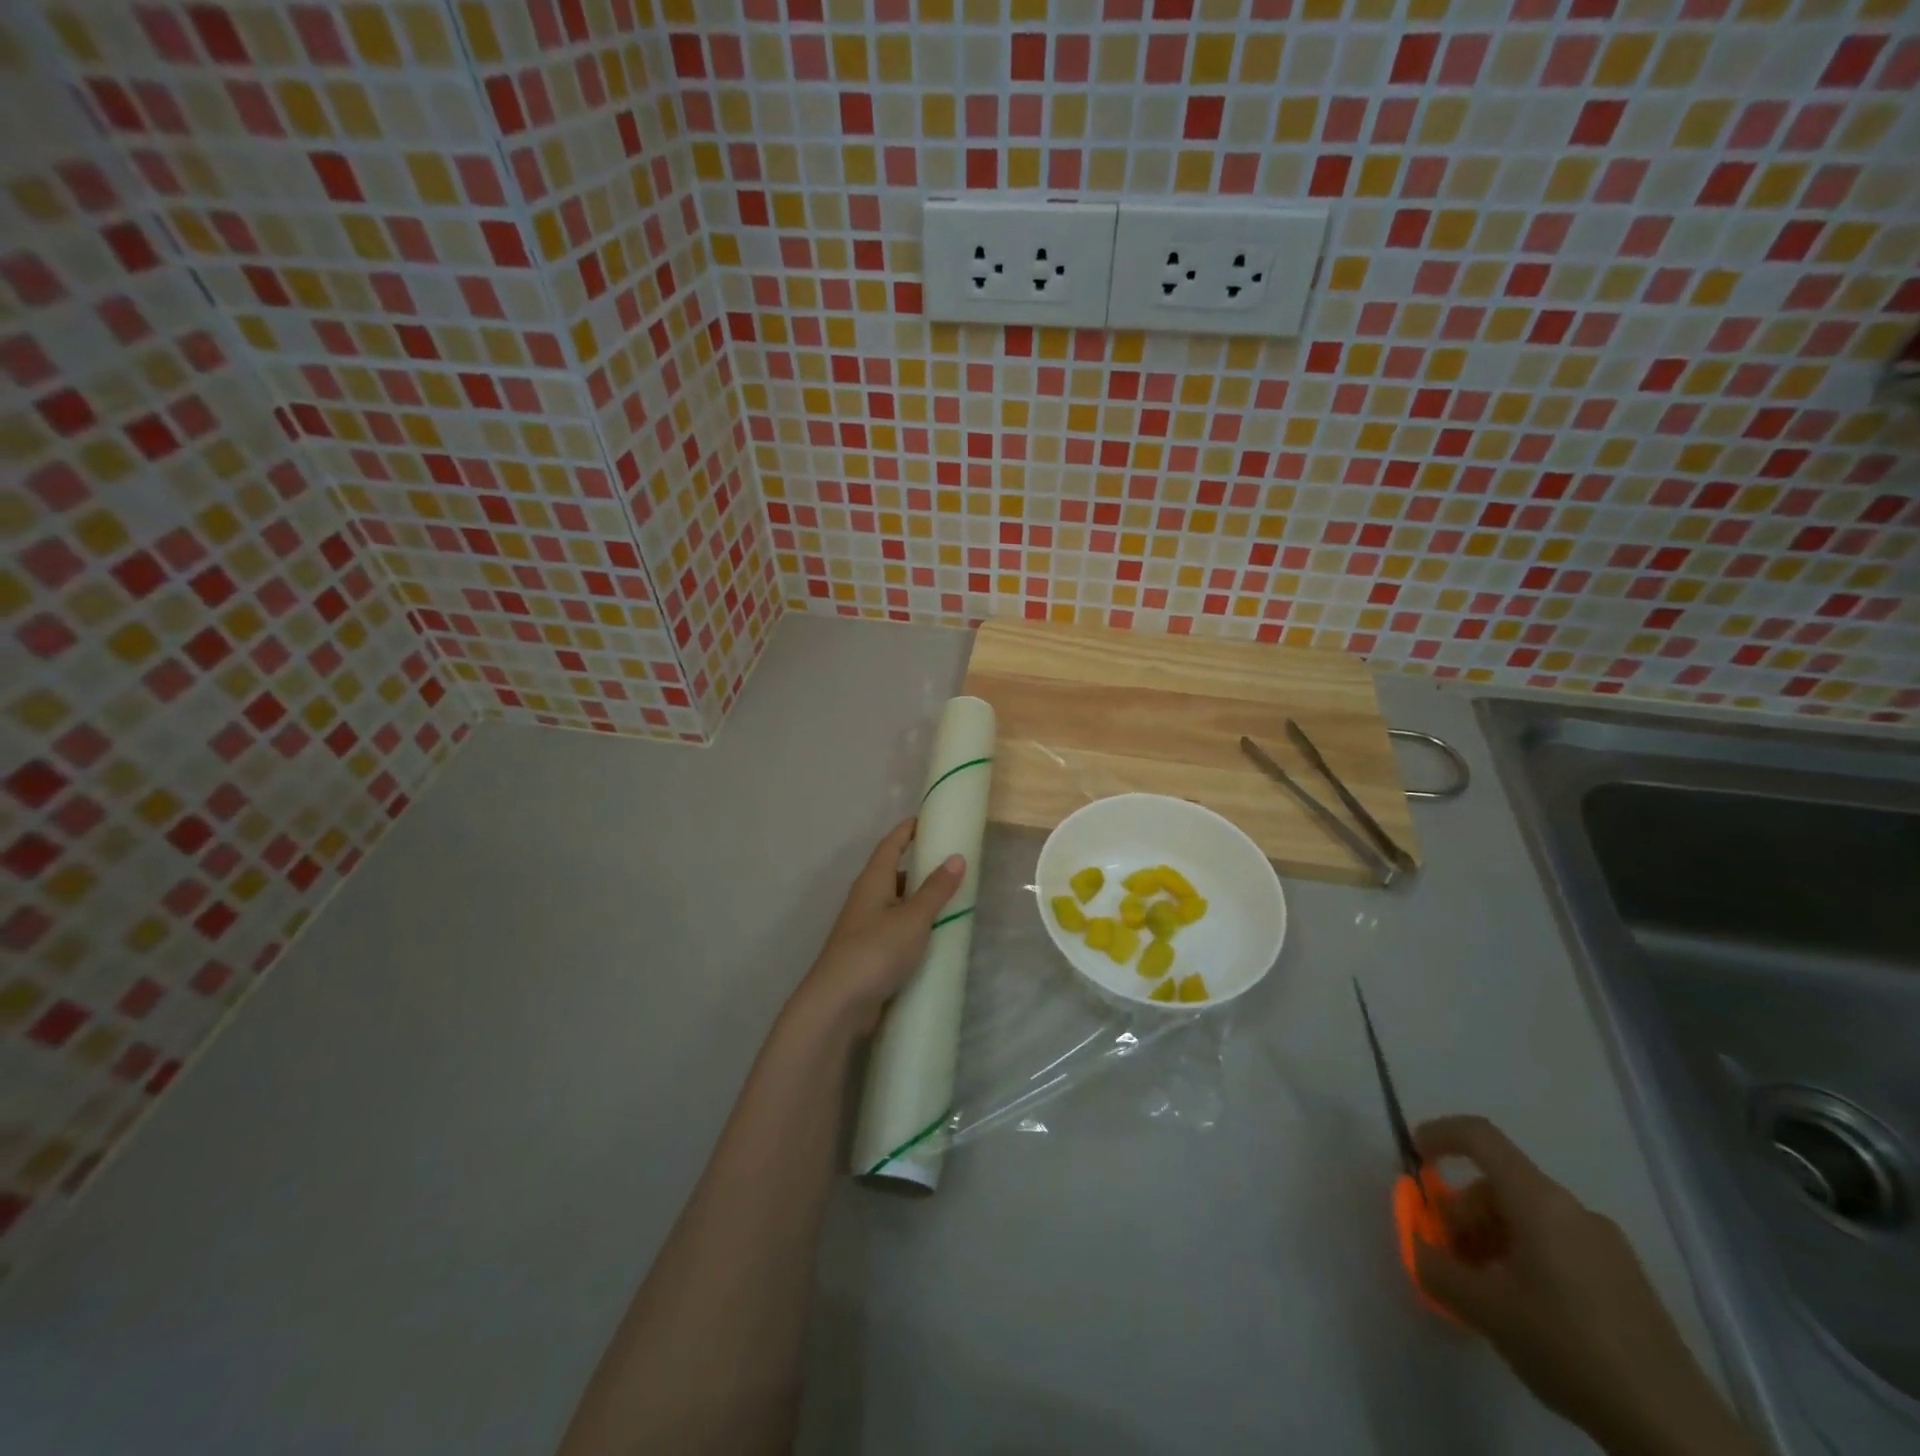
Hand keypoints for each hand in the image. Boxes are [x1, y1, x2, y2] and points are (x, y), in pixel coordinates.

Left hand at [794, 819, 964, 1034]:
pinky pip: (895, 930)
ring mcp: (865, 928)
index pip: (890, 845)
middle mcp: (865, 899)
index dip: (907, 831)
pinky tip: (932, 937)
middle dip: (917, 867)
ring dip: (917, 899)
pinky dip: (913, 926)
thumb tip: (956, 857)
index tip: (926, 819)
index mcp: (872, 882)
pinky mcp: (868, 954)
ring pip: (895, 904)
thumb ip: (936, 889)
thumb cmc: (876, 951)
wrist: (838, 1003)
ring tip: (948, 900)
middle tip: (949, 864)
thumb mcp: (913, 918)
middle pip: (892, 874)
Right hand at [1412, 1116, 1754, 1455]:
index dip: (1440, 1135)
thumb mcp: (1486, 1311)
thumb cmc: (1570, 1348)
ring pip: (1527, 1217)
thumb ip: (1436, 1269)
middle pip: (1499, 1185)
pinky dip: (1523, 1258)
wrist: (1678, 1432)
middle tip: (1448, 1258)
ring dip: (1491, 1240)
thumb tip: (1416, 1246)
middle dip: (1463, 1213)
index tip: (1414, 1159)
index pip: (1479, 1136)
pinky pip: (1556, 1244)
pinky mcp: (1625, 1280)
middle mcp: (1573, 1209)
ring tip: (1484, 1292)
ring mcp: (1606, 1244)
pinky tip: (1524, 1310)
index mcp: (1540, 1201)